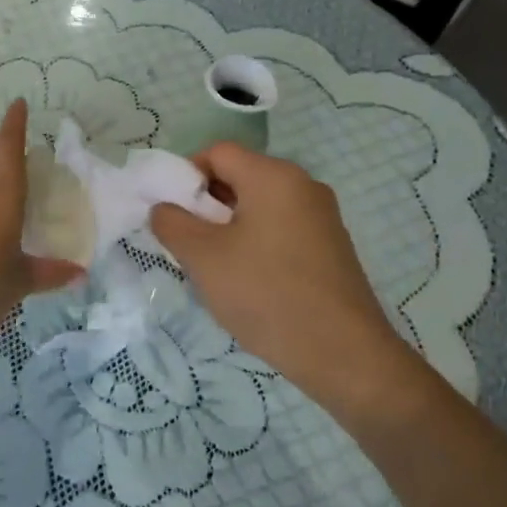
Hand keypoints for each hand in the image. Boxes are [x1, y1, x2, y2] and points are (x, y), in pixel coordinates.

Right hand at [149, 144, 403, 392]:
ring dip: (228, 227)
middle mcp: (303, 185)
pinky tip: (249, 282)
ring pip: (259, 206)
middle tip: (188, 244)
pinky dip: (256, 243)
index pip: (217, 152)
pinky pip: (281, 228)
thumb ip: (172, 223)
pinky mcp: (331, 246)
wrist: (342, 353)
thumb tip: (164, 208)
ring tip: (215, 268)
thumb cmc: (266, 294)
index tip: (173, 215)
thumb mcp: (203, 258)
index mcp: (274, 176)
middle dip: (206, 205)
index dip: (185, 176)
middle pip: (240, 176)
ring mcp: (322, 216)